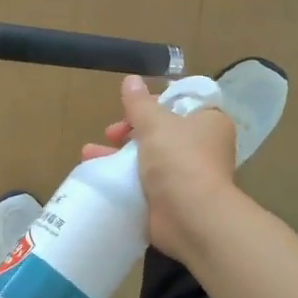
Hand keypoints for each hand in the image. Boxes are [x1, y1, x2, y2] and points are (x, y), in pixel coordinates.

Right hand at [82, 74, 238, 260]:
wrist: (191, 217)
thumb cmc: (179, 159)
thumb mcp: (155, 123)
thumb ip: (139, 103)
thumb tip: (131, 79)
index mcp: (208, 122)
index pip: (180, 103)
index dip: (154, 102)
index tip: (131, 107)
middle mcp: (201, 147)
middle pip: (160, 131)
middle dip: (129, 130)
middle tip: (110, 133)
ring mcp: (186, 175)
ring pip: (148, 157)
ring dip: (118, 154)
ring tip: (88, 154)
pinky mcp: (171, 199)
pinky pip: (143, 183)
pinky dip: (122, 179)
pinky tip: (97, 175)